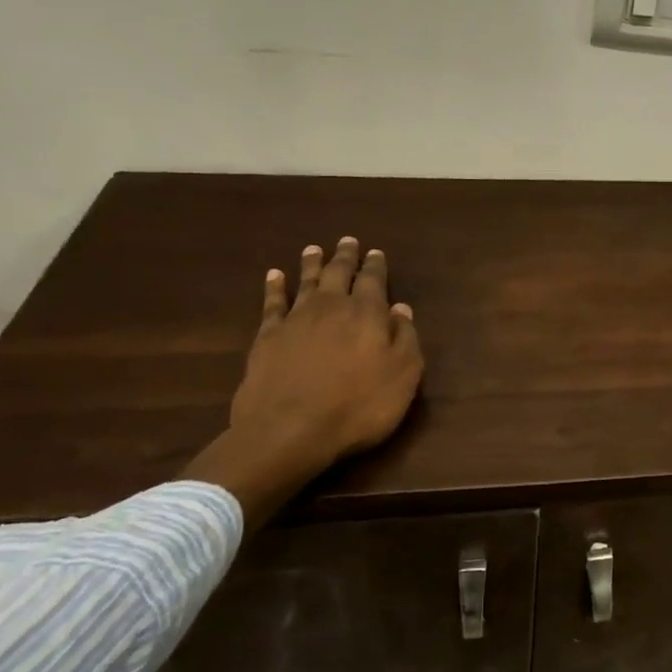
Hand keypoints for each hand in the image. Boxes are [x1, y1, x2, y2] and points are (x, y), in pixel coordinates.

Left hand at [188, 238, 423, 526]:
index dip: (376, 266)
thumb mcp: (403, 376)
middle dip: (345, 257)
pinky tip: (274, 276)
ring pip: (306, 282)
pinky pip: (272, 303)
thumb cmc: (358, 406)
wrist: (290, 430)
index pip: (374, 281)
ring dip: (312, 264)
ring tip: (314, 249)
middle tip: (348, 241)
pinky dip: (274, 287)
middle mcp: (332, 307)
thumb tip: (400, 309)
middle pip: (339, 274)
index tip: (376, 253)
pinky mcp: (267, 337)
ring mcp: (296, 320)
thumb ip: (404, 338)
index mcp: (368, 314)